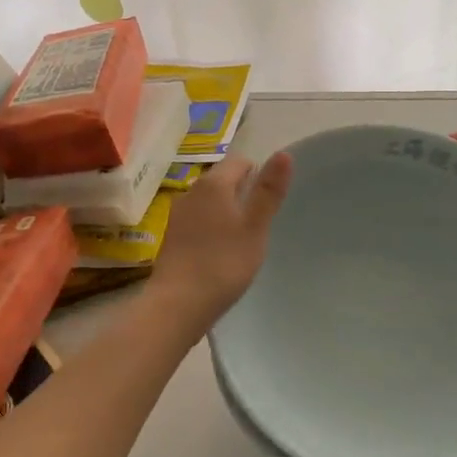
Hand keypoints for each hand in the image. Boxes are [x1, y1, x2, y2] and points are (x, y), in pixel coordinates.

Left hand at [148, 153, 291, 343]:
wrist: (178, 303)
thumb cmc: (223, 263)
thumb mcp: (255, 227)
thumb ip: (268, 191)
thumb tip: (284, 153)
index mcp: (213, 183)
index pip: (240, 162)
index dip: (258, 176)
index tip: (269, 203)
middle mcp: (191, 191)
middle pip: (223, 180)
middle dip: (242, 195)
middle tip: (259, 224)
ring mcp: (178, 214)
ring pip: (210, 202)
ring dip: (227, 213)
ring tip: (242, 241)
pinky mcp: (172, 236)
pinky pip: (198, 220)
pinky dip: (212, 228)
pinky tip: (220, 253)